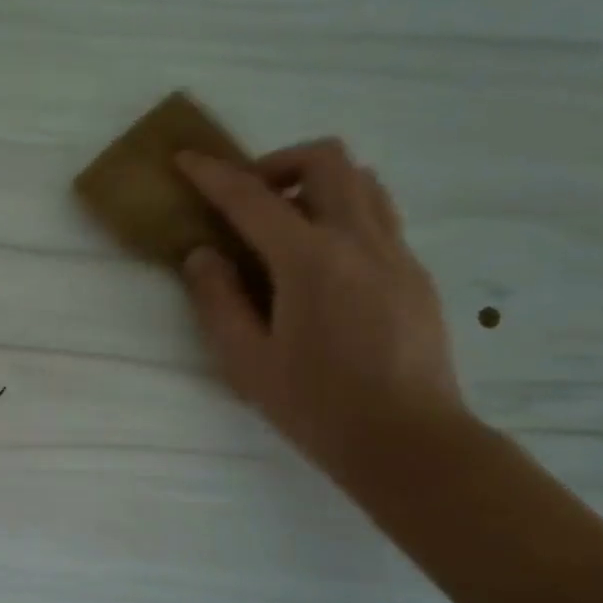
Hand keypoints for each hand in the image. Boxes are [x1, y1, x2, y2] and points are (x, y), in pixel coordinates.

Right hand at [176, 139, 468, 488]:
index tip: (186, 160)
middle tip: (250, 200)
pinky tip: (321, 267)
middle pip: (327, 160)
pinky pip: (379, 217)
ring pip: (362, 181)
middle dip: (278, 164)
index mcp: (311, 261)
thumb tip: (203, 254)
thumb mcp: (247, 361)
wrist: (410, 443)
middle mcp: (360, 241)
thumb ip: (218, 300)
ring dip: (317, 185)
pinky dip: (342, 216)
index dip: (213, 175)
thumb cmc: (318, 407)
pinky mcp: (416, 274)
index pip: (252, 198)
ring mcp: (397, 254)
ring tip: (287, 227)